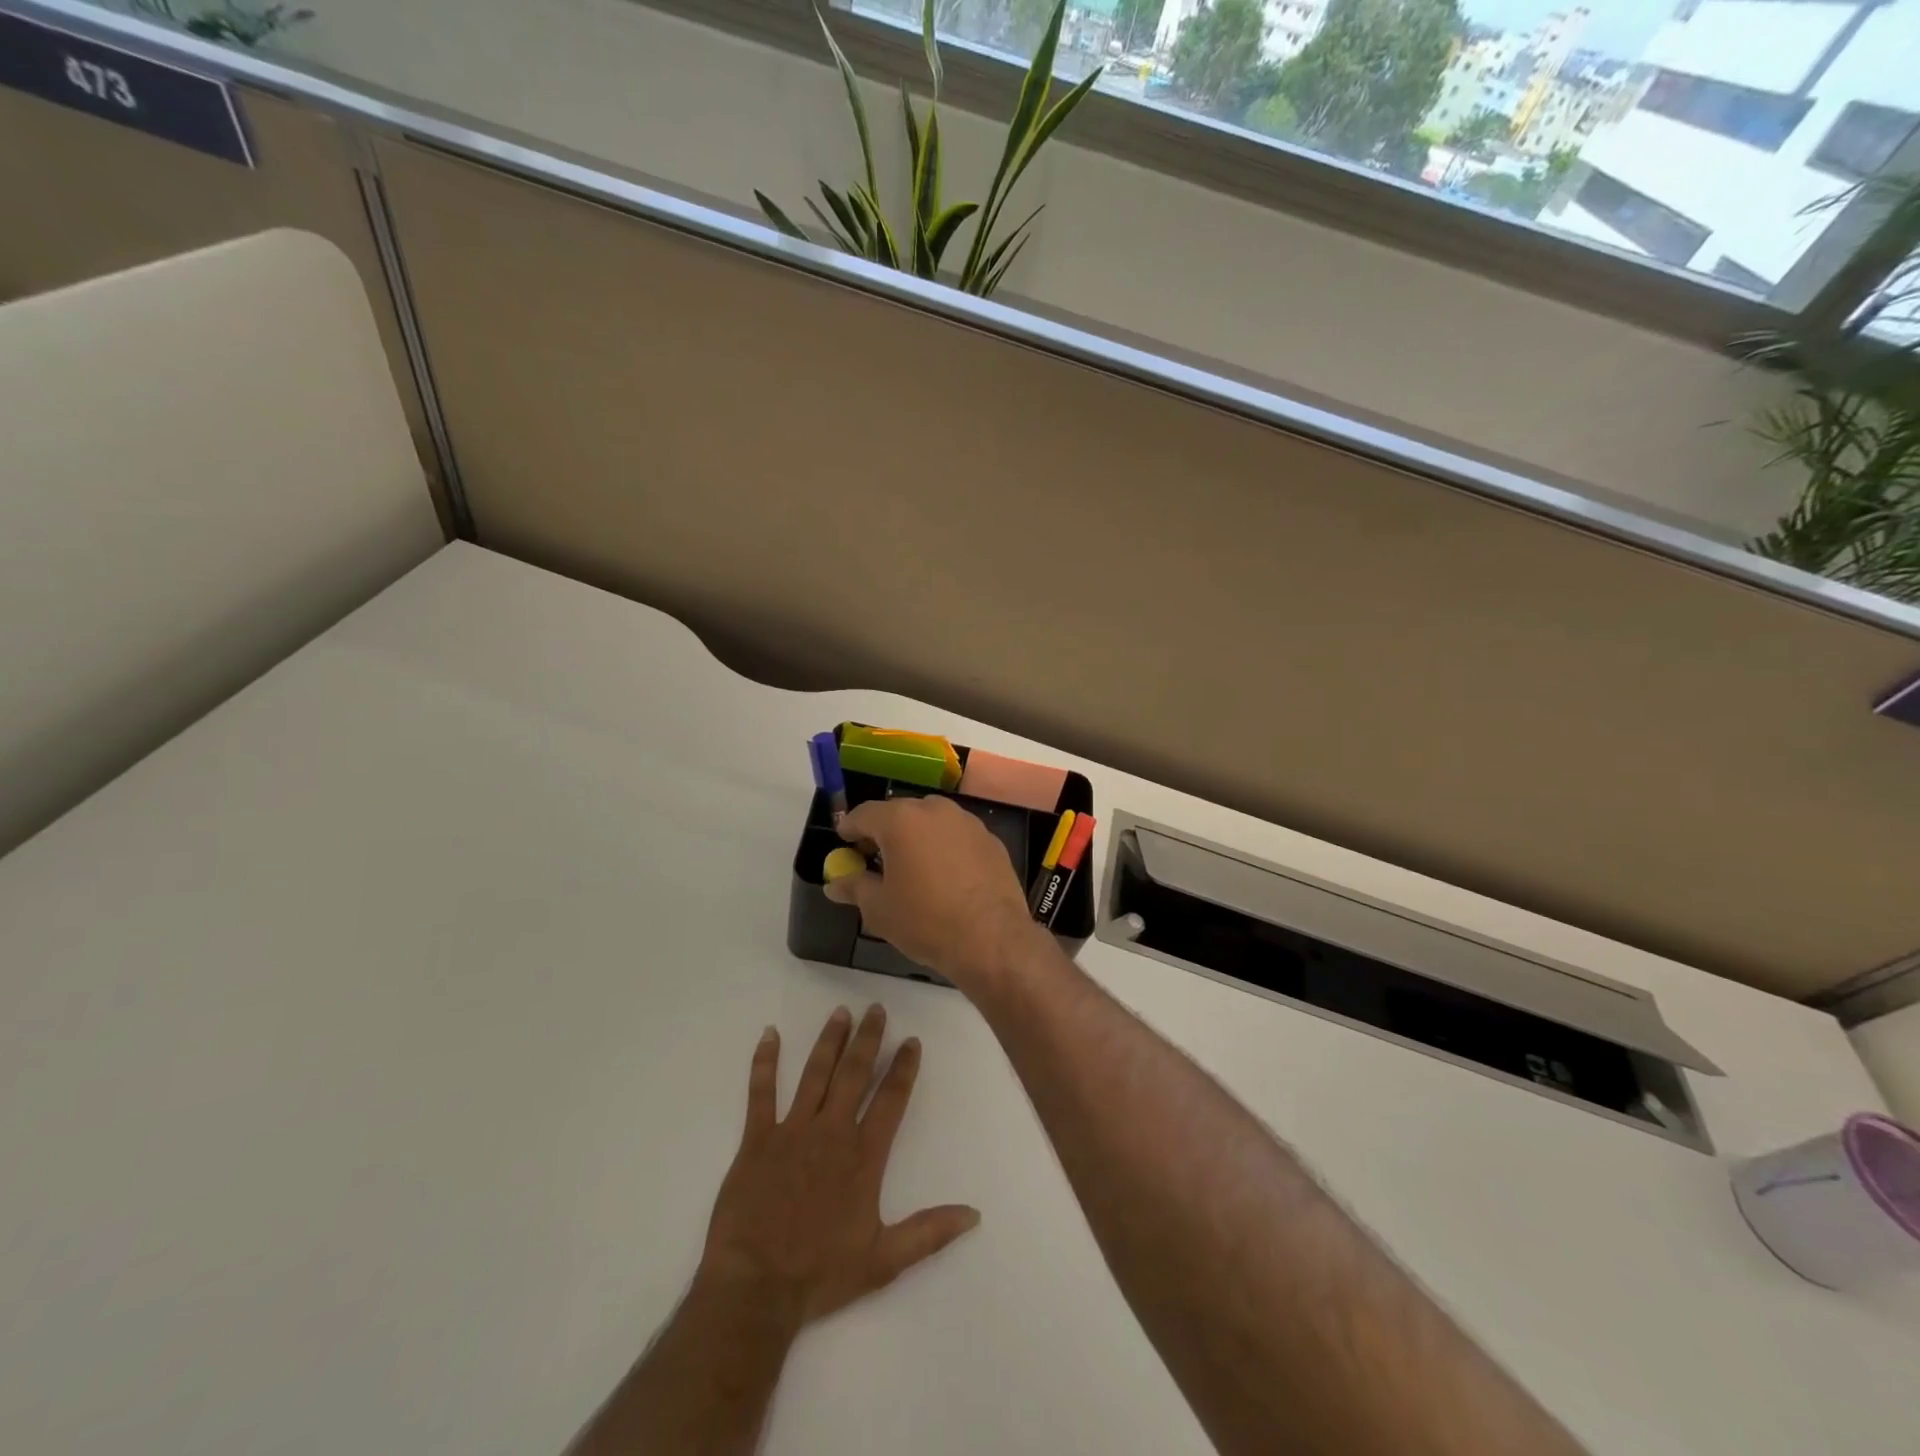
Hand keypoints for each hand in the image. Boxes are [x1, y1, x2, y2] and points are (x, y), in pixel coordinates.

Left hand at [696, 1004, 979, 1327]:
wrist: (756, 1287)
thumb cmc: (821, 1274)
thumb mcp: (885, 1261)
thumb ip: (930, 1232)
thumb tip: (974, 1213)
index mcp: (863, 1156)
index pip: (891, 1099)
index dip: (903, 1067)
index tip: (911, 1040)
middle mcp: (831, 1131)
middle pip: (854, 1073)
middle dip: (868, 1039)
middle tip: (876, 1009)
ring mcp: (792, 1130)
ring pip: (815, 1073)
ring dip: (829, 1040)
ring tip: (841, 1011)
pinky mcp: (757, 1139)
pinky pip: (761, 1092)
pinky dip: (764, 1062)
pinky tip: (769, 1034)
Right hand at [824, 796, 1043, 992]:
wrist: (991, 939)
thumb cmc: (925, 921)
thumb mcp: (879, 909)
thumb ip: (854, 888)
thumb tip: (835, 883)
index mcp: (901, 820)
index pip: (864, 814)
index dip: (850, 828)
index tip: (844, 844)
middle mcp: (935, 810)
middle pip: (900, 813)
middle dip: (884, 832)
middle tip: (875, 859)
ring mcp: (968, 822)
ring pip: (932, 821)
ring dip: (917, 837)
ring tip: (912, 868)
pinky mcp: (991, 840)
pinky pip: (957, 836)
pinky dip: (945, 848)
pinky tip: (946, 877)